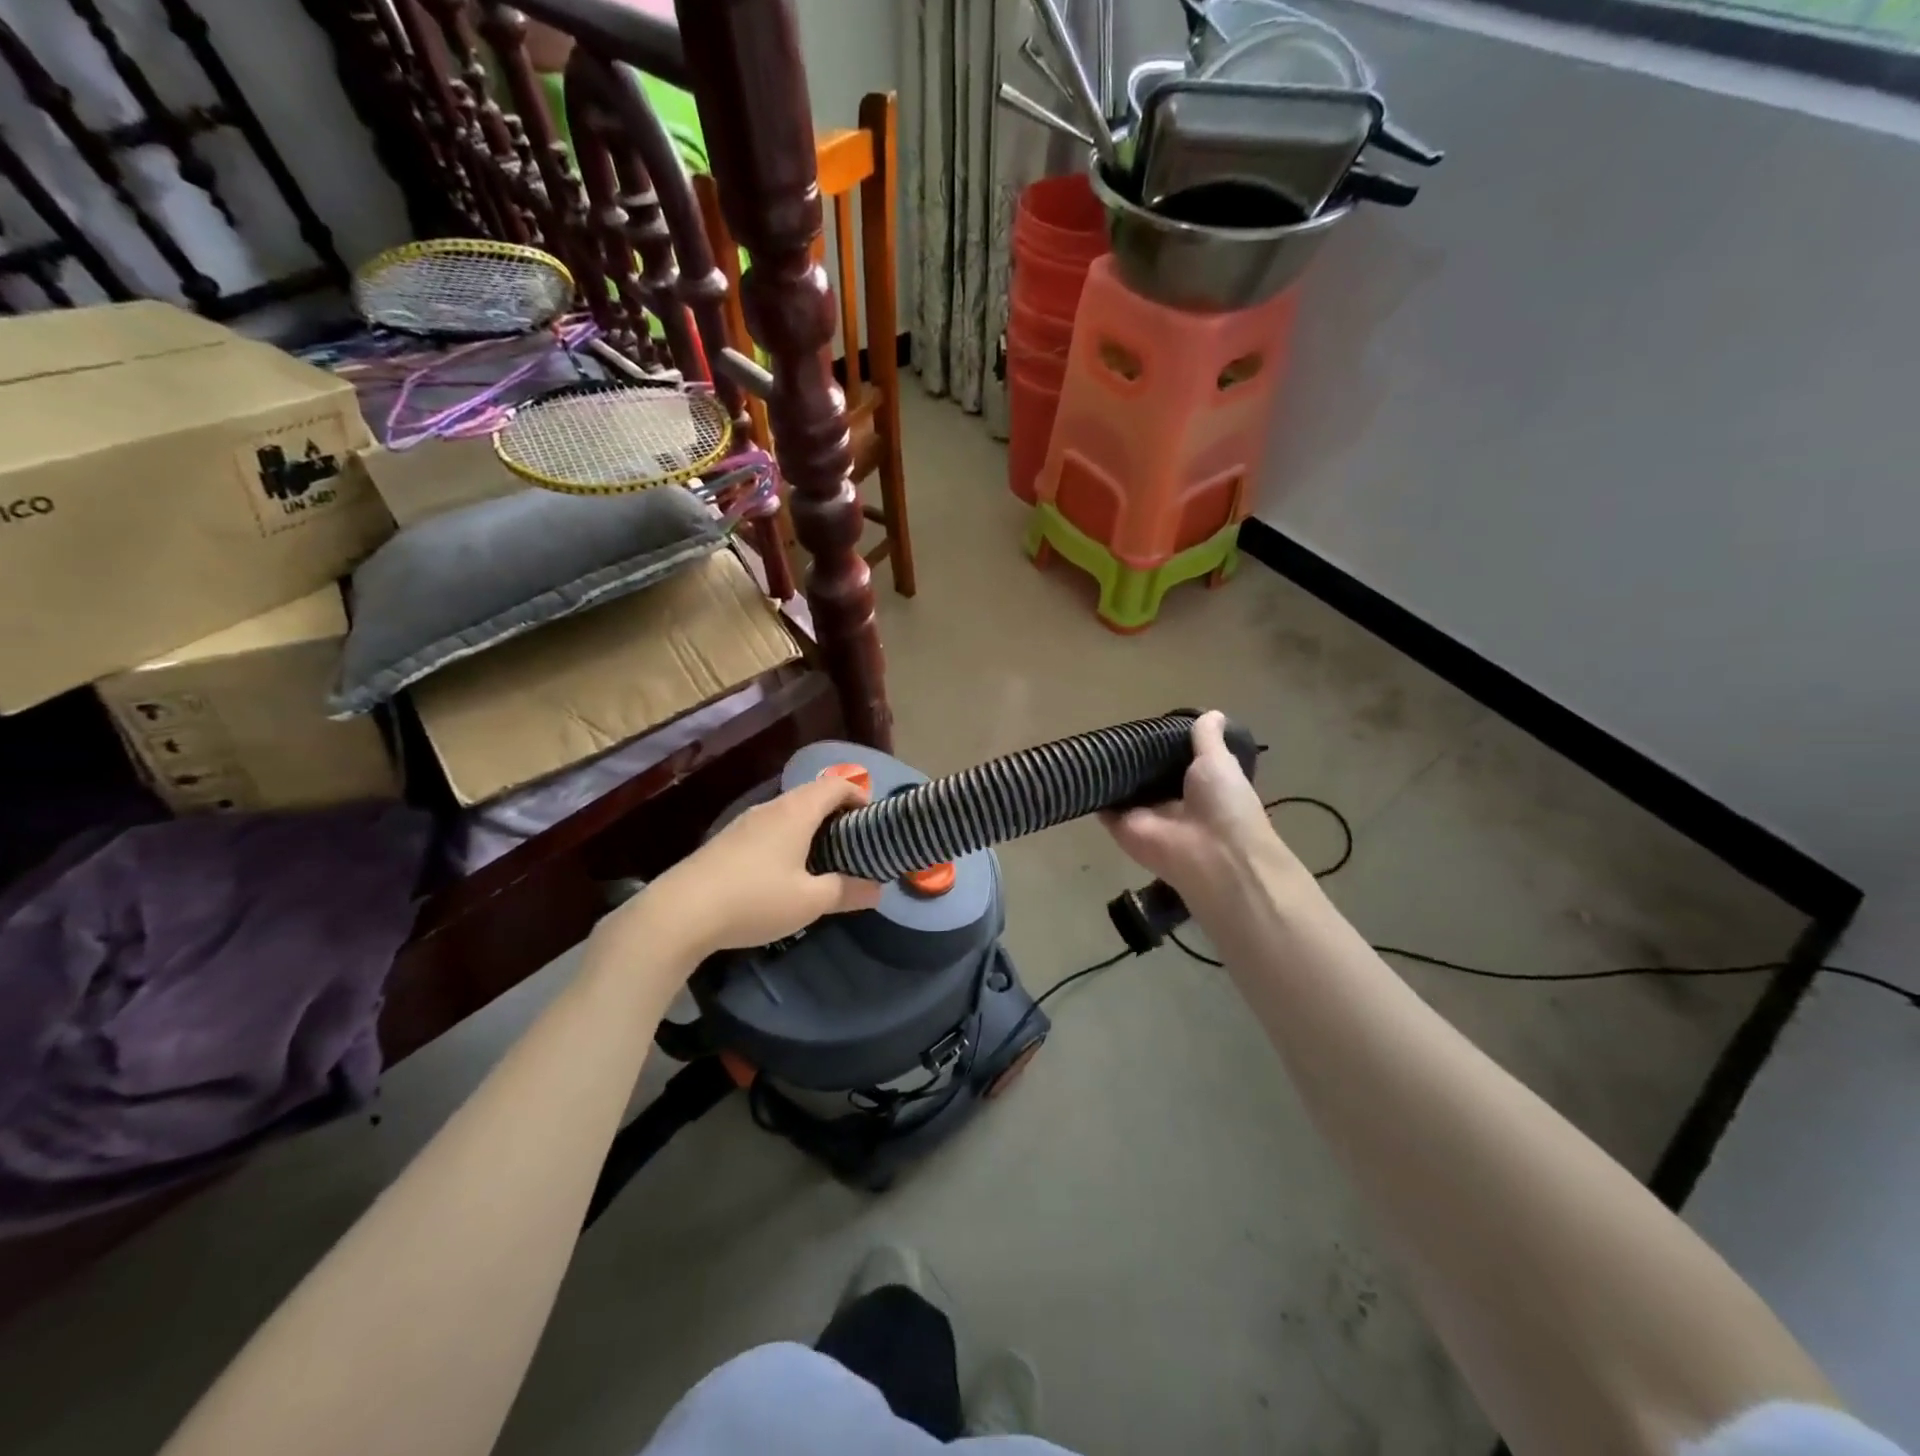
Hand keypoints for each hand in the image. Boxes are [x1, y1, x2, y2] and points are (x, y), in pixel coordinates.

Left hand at [621, 775, 883, 963]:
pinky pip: (769, 827)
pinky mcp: (726, 840)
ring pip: (788, 812)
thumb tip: (877, 890)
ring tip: (823, 859)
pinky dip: (788, 838)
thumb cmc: (755, 899)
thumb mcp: (809, 902)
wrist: (680, 912)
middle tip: (853, 844)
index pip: (836, 785)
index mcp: (797, 812)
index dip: (859, 795)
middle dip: (837, 813)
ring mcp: (745, 822)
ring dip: (811, 827)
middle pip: (812, 796)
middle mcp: (771, 807)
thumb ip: (846, 891)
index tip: (872, 821)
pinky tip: (784, 871)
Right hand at [1103, 711, 1307, 913]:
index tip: (1145, 724)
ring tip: (1089, 740)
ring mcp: (1144, 815)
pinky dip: (1092, 790)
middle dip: (1131, 756)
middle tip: (1111, 729)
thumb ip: (1208, 739)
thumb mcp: (1219, 762)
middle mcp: (1169, 800)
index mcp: (1197, 785)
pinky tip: (1079, 766)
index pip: (1173, 761)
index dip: (1161, 744)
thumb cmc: (1224, 804)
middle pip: (1144, 775)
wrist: (1212, 855)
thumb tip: (1213, 713)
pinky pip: (1102, 806)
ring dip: (1109, 771)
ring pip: (1121, 789)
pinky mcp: (1121, 827)